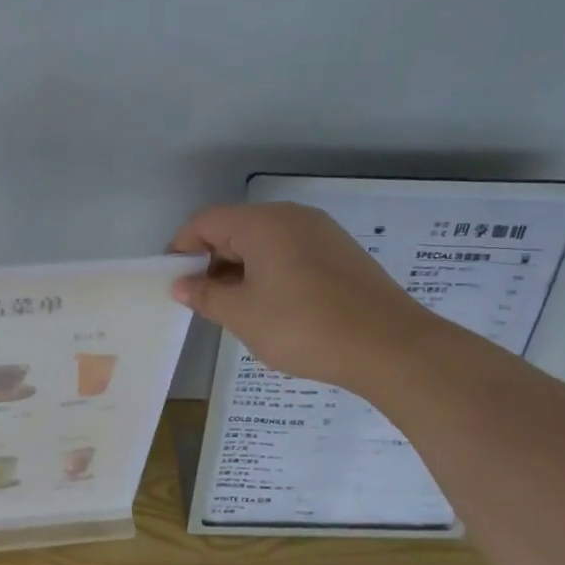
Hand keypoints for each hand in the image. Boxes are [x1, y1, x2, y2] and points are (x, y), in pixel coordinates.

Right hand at [169, 203, 434, 387]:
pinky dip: (270, 273)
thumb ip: (206, 295)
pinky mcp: (342, 254)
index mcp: (263, 223)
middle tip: (202, 300)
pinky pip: (291, 254)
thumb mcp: (243, 315)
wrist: (391, 347)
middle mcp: (292, 217)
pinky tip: (272, 308)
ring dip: (240, 269)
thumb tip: (181, 285)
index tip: (173, 281)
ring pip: (265, 243)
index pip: (206, 222)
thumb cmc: (304, 326)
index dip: (182, 248)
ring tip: (235, 309)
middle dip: (211, 261)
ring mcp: (322, 233)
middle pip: (236, 228)